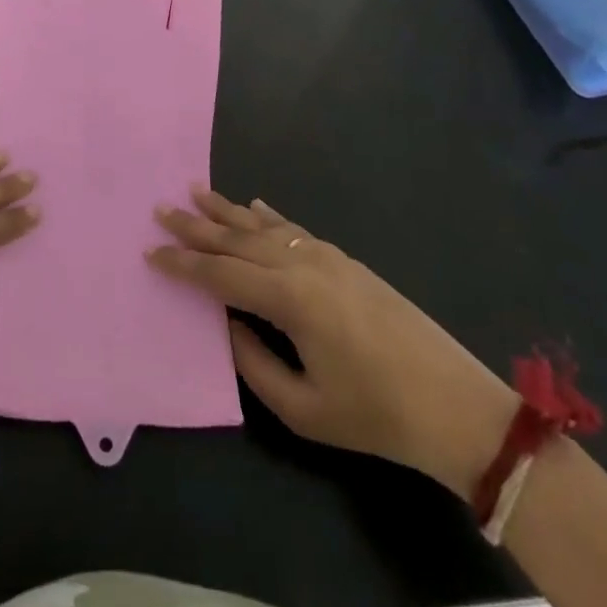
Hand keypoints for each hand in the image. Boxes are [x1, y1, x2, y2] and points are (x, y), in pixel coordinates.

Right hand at [148, 189, 516, 492]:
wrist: (456, 406)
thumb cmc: (376, 415)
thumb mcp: (304, 408)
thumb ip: (254, 362)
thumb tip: (226, 324)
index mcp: (289, 299)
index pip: (221, 273)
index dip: (183, 264)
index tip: (150, 251)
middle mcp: (303, 264)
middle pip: (237, 239)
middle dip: (196, 226)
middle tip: (161, 209)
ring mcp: (327, 257)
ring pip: (264, 225)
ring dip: (227, 210)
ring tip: (195, 192)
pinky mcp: (346, 261)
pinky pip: (294, 229)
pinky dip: (267, 215)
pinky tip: (254, 204)